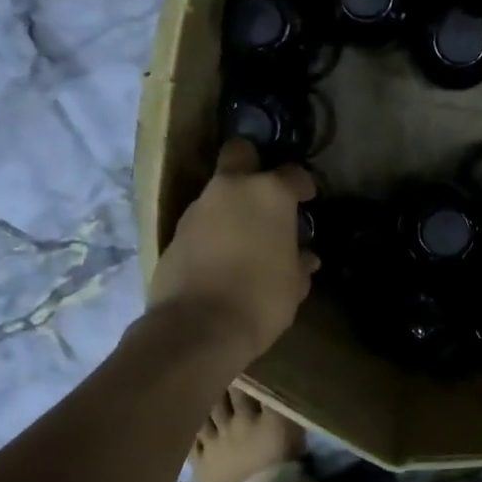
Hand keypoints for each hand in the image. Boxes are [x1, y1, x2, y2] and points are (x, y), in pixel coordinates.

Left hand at [148, 140, 317, 360]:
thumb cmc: (261, 298)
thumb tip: (303, 256)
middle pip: (240, 153)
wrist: (197, 328)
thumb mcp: (294, 284)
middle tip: (265, 193)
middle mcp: (231, 189)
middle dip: (253, 164)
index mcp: (269, 193)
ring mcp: (198, 209)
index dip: (303, 186)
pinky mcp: (173, 233)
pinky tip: (223, 258)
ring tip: (246, 238)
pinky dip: (213, 231)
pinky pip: (201, 222)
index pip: (293, 174)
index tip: (307, 200)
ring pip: (218, 192)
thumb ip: (299, 262)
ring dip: (232, 206)